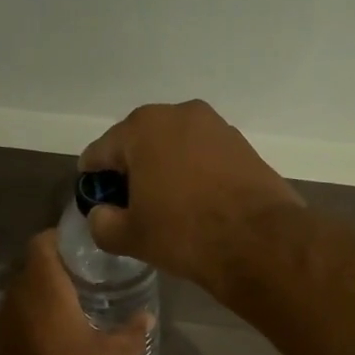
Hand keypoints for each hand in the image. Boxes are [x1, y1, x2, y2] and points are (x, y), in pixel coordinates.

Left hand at [0, 231, 150, 354]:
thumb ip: (133, 331)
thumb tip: (148, 317)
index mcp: (44, 286)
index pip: (42, 242)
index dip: (60, 238)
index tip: (83, 246)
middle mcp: (18, 294)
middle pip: (32, 264)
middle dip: (56, 264)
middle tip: (87, 271)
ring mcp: (5, 318)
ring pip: (23, 289)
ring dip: (43, 289)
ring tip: (75, 297)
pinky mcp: (0, 340)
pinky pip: (18, 312)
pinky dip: (34, 311)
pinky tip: (58, 326)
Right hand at [78, 100, 301, 293]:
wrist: (261, 241)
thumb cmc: (185, 232)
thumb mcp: (131, 236)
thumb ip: (102, 223)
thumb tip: (102, 215)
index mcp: (142, 128)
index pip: (99, 153)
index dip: (93, 181)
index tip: (98, 205)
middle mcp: (179, 114)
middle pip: (138, 144)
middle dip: (131, 172)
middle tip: (132, 208)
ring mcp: (215, 126)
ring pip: (174, 147)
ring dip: (164, 170)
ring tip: (167, 207)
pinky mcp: (242, 145)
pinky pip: (203, 156)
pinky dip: (194, 173)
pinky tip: (198, 203)